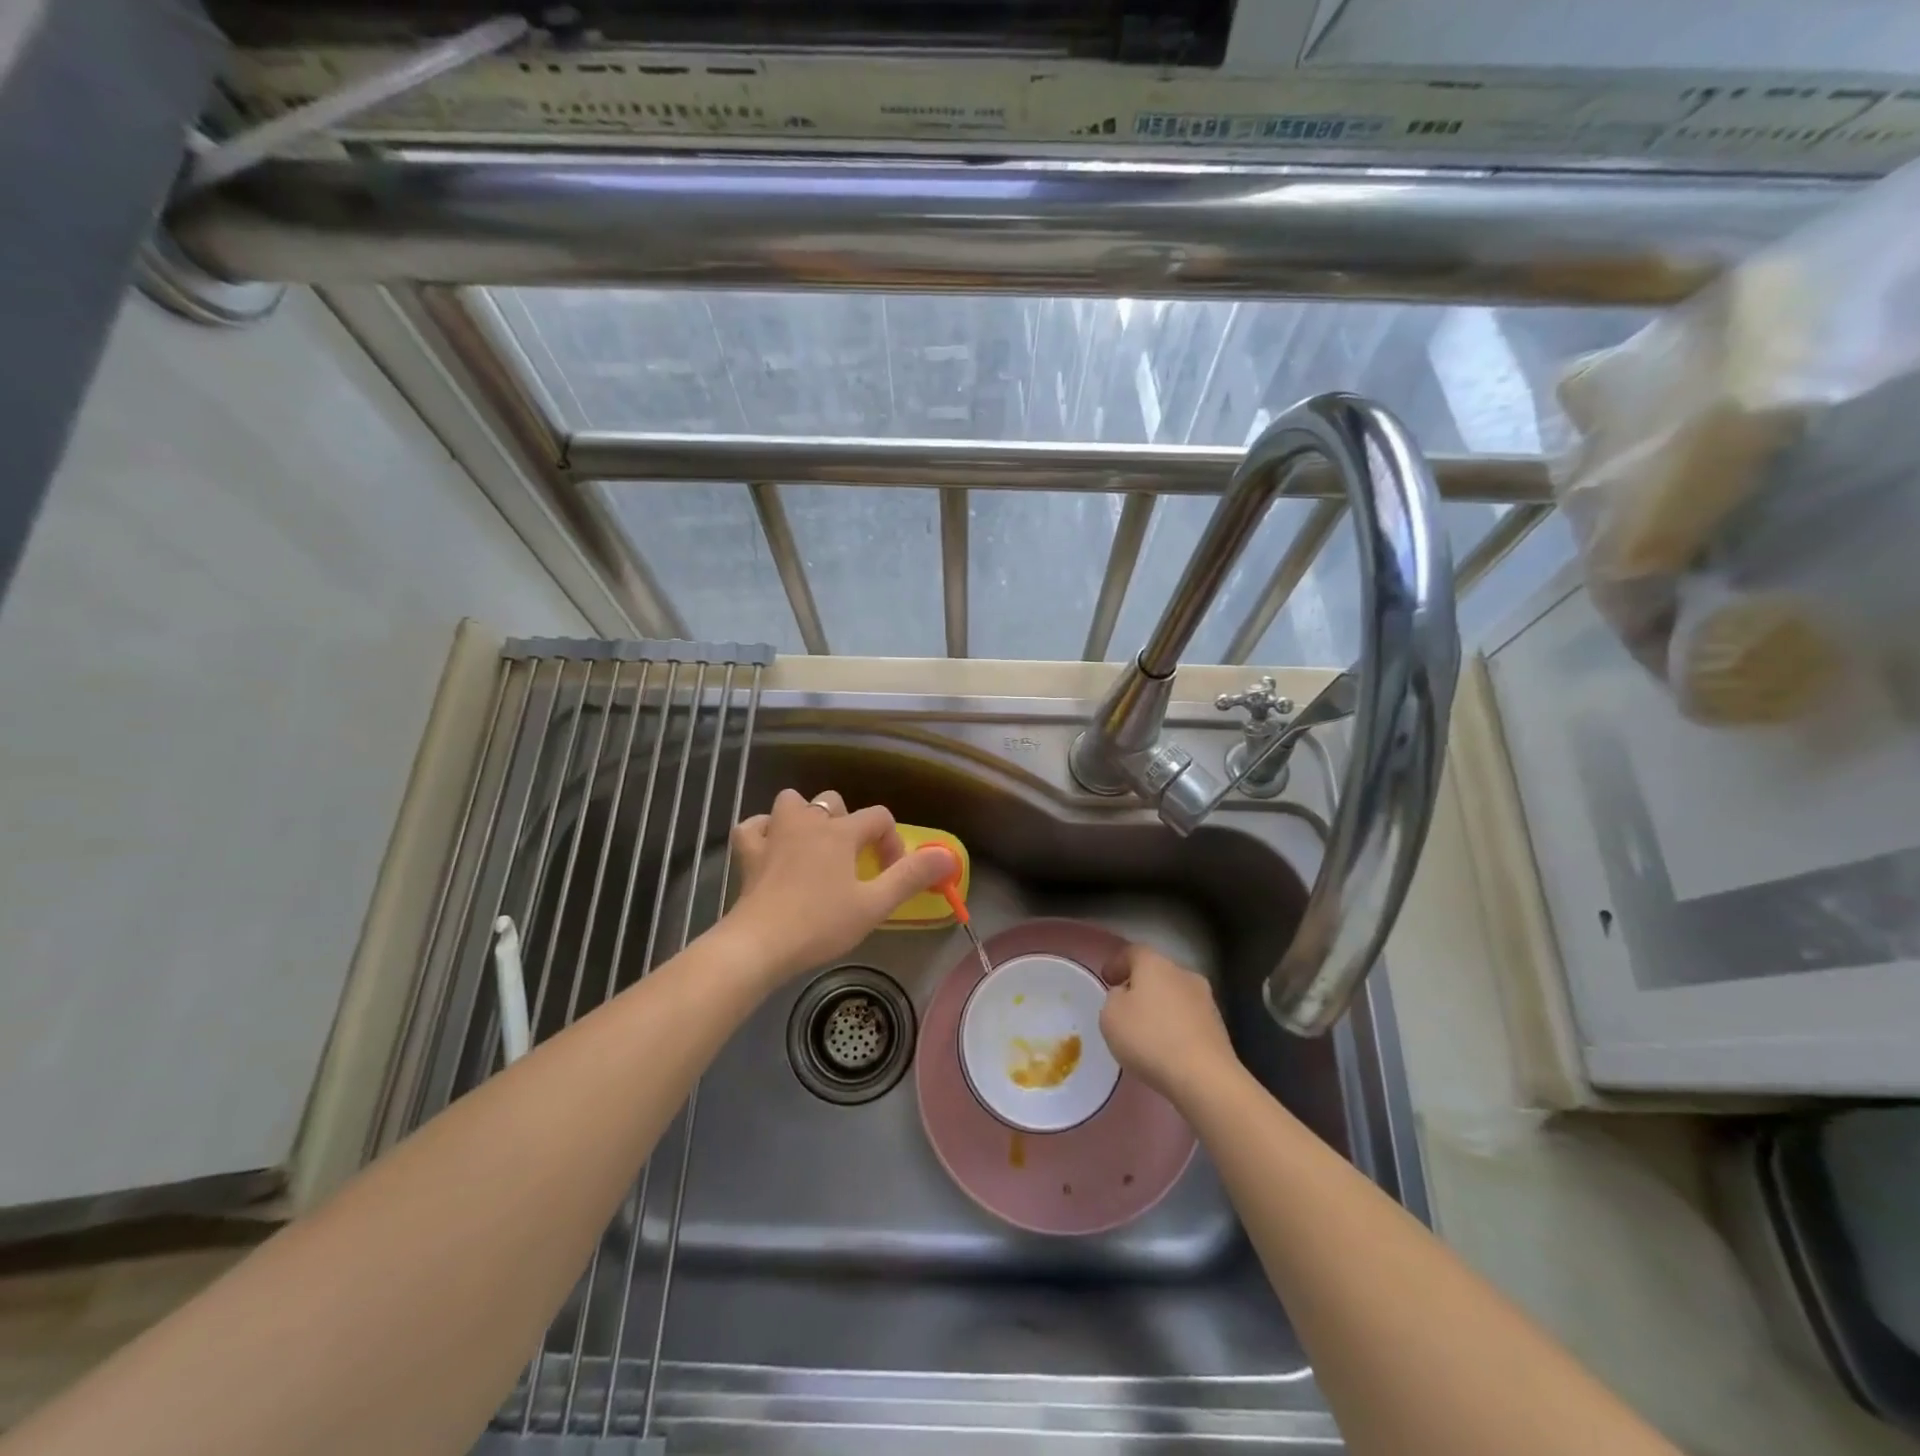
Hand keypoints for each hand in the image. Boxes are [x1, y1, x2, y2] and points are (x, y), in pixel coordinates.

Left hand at [724, 789, 954, 985]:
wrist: (760, 944)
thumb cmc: (821, 924)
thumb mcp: (875, 905)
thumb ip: (911, 877)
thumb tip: (948, 856)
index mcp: (841, 833)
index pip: (878, 818)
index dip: (891, 842)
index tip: (890, 875)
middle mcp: (808, 823)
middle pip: (833, 802)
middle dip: (848, 824)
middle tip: (851, 861)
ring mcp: (774, 834)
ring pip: (791, 802)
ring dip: (804, 817)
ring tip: (813, 845)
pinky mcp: (748, 853)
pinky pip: (753, 826)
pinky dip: (764, 831)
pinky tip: (771, 847)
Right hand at [1099, 944, 1238, 1105]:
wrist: (1204, 1077)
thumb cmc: (1149, 1038)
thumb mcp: (1111, 1017)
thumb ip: (1114, 998)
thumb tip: (1126, 995)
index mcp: (1155, 964)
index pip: (1133, 952)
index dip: (1117, 963)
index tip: (1106, 979)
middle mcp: (1183, 974)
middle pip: (1157, 972)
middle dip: (1141, 986)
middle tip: (1125, 1005)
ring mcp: (1206, 1000)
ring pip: (1175, 996)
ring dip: (1161, 1007)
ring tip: (1146, 1031)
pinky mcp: (1219, 1027)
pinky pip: (1189, 1019)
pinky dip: (1176, 1027)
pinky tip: (1167, 1048)